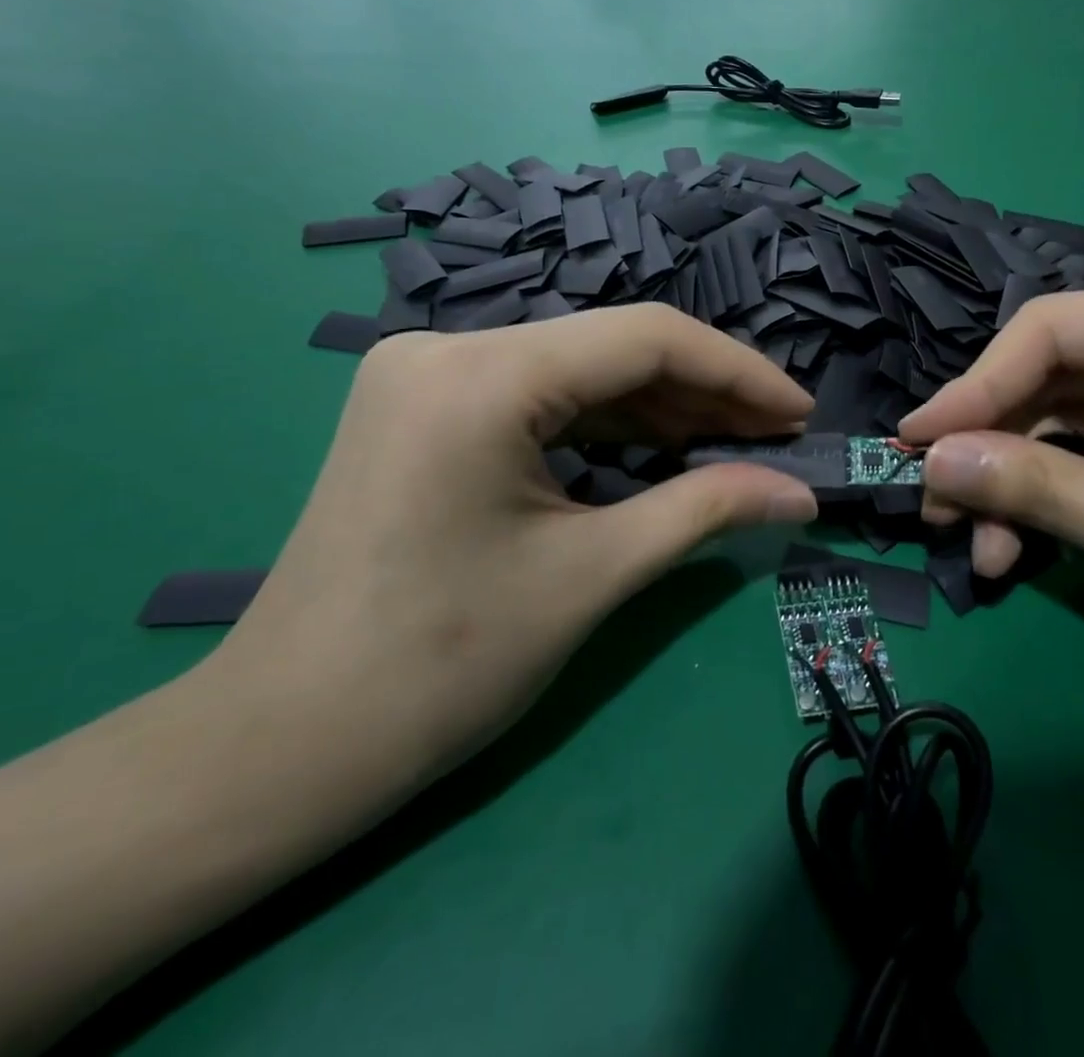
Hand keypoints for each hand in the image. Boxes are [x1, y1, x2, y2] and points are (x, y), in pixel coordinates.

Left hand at [213, 306, 818, 781]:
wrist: (283, 745)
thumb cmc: (441, 666)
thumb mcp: (593, 574)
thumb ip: (707, 510)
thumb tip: (800, 493)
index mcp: (483, 374)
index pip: (646, 338)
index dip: (739, 372)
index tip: (800, 414)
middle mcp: (449, 347)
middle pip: (612, 349)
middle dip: (704, 393)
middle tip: (776, 439)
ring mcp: (429, 373)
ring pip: (579, 371)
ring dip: (660, 409)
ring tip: (735, 446)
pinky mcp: (425, 407)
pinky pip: (541, 397)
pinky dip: (606, 424)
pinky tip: (661, 449)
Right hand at [899, 291, 1083, 714]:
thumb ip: (1036, 488)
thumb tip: (930, 459)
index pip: (1054, 329)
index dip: (974, 385)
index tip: (914, 442)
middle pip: (1057, 378)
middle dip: (992, 445)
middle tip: (936, 506)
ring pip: (1072, 425)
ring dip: (1018, 484)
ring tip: (980, 548)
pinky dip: (1057, 502)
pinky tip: (1023, 549)